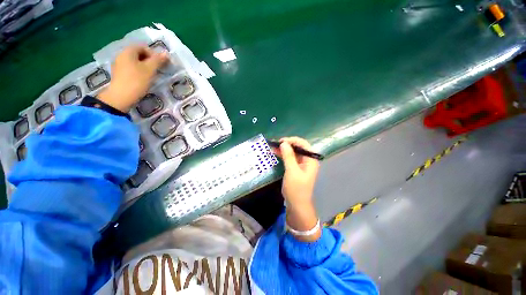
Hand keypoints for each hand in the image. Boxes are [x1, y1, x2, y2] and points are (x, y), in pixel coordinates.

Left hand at [98, 45, 167, 112]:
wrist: (121, 97)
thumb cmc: (136, 81)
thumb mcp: (150, 70)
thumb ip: (158, 60)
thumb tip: (166, 53)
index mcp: (128, 51)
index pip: (143, 47)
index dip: (154, 54)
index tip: (161, 64)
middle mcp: (121, 55)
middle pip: (138, 53)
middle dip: (150, 60)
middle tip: (157, 70)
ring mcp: (119, 64)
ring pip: (135, 61)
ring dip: (145, 66)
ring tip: (152, 76)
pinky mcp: (119, 74)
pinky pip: (131, 68)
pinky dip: (139, 71)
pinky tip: (143, 79)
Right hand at [273, 137, 320, 241]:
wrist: (296, 204)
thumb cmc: (296, 188)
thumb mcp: (292, 171)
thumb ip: (288, 156)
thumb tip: (284, 143)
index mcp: (311, 159)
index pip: (303, 144)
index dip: (292, 140)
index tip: (281, 141)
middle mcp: (307, 160)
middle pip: (298, 147)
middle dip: (287, 144)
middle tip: (275, 143)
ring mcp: (302, 164)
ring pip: (293, 152)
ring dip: (284, 149)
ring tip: (273, 147)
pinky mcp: (296, 168)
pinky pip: (290, 158)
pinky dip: (283, 155)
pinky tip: (276, 153)